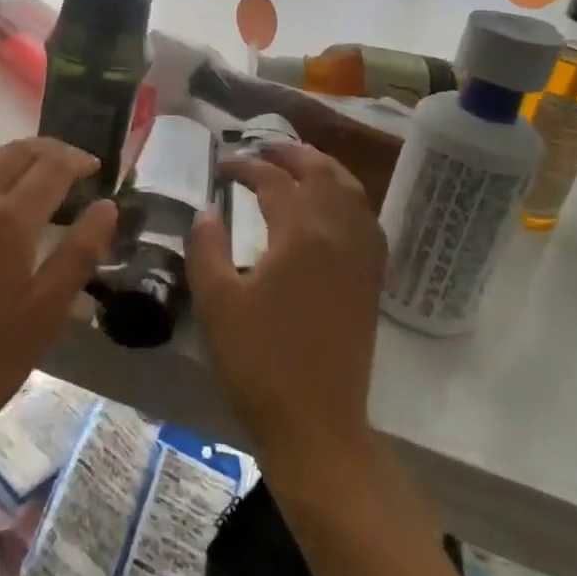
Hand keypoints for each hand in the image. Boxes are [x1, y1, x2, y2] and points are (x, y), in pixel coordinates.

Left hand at [0, 139, 116, 448]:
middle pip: (17, 153)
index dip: (78, 160)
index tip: (97, 167)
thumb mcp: (44, 315)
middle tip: (73, 163)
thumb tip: (107, 207)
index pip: (52, 167)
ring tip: (36, 168)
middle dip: (50, 150)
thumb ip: (78, 255)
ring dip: (16, 154)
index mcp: (10, 220)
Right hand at [188, 143, 385, 466]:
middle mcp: (339, 235)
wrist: (316, 424)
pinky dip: (347, 199)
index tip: (221, 168)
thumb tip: (206, 213)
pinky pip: (367, 221)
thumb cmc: (259, 360)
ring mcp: (362, 258)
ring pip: (352, 192)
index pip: (273, 181)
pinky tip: (332, 210)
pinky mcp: (371, 282)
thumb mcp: (216, 301)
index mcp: (301, 234)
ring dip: (324, 170)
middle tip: (261, 150)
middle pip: (322, 173)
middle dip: (291, 154)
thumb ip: (206, 247)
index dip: (245, 167)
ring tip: (298, 167)